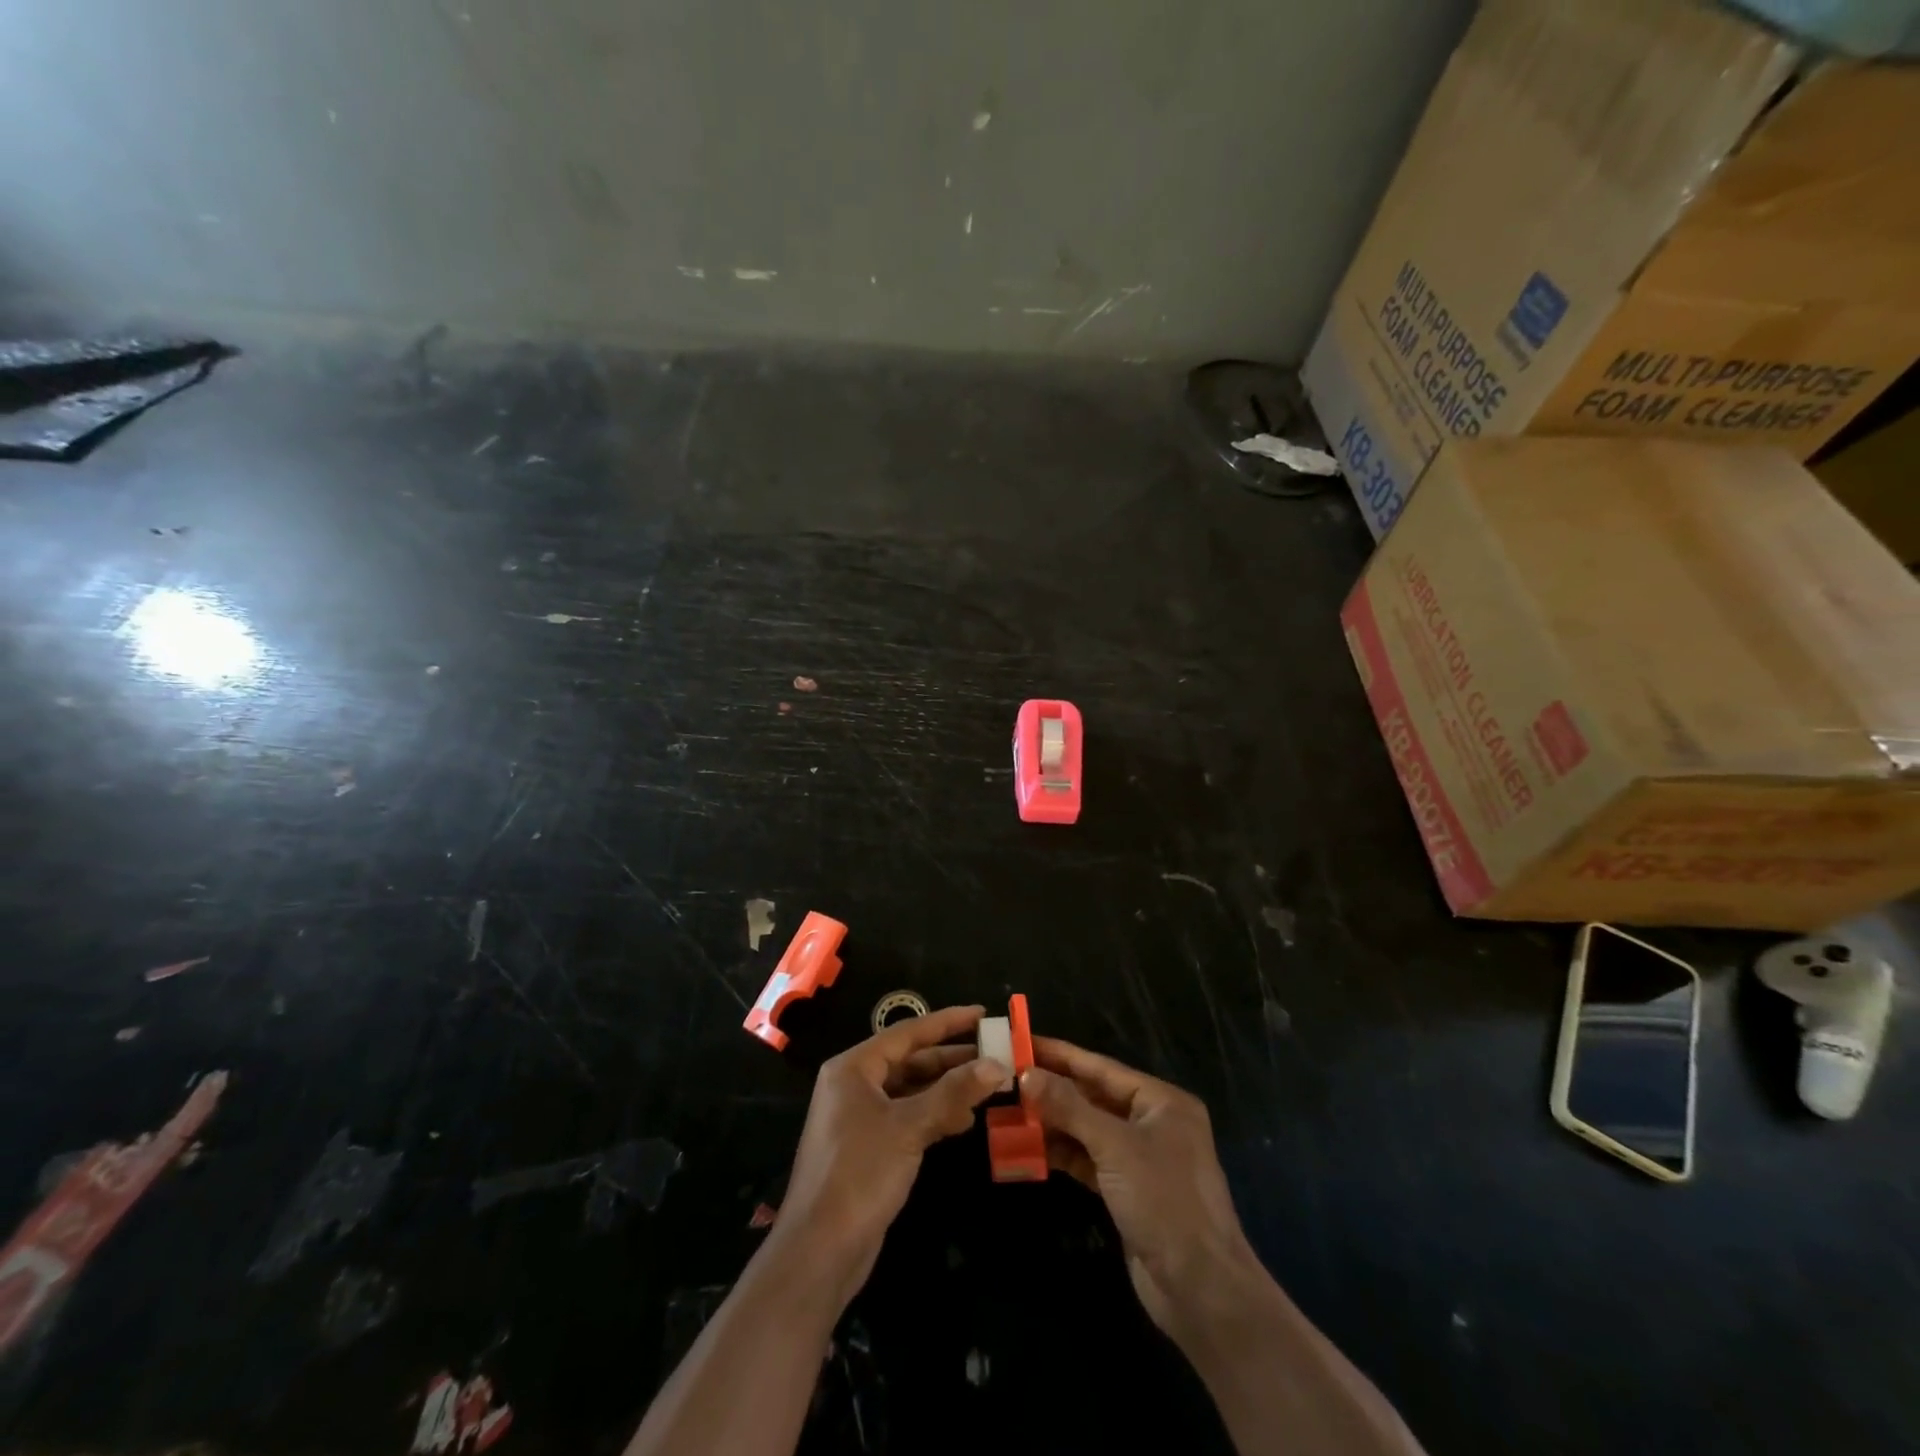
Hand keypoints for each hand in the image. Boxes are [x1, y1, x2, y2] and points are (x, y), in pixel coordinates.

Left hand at [773, 1005, 1003, 1306]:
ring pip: (911, 1091)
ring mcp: (859, 1118)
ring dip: (946, 1089)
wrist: (820, 1251)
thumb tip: (997, 1066)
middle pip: (910, 1061)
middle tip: (993, 1055)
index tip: (982, 1014)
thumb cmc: (860, 1173)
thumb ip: (954, 1092)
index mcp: (854, 1068)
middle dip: (951, 1059)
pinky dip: (934, 1115)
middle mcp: (854, 1085)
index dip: (947, 1022)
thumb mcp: (909, 1127)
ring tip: (986, 1089)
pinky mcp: (868, 1147)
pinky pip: (907, 1117)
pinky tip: (962, 1121)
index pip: (907, 1033)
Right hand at [1022, 1037, 1260, 1338]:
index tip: (1023, 1043)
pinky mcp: (1128, 1191)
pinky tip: (1030, 1148)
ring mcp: (1141, 1159)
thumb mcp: (1114, 1146)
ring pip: (1089, 1130)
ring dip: (1053, 1123)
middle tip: (1009, 1078)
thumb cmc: (1164, 1200)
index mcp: (1161, 1101)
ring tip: (1010, 1112)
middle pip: (1094, 1097)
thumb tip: (1028, 1074)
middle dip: (1053, 1090)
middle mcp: (1153, 1123)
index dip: (1061, 1055)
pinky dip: (1063, 1154)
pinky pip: (1089, 1160)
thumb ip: (1069, 1107)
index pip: (1102, 1068)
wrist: (1201, 1289)